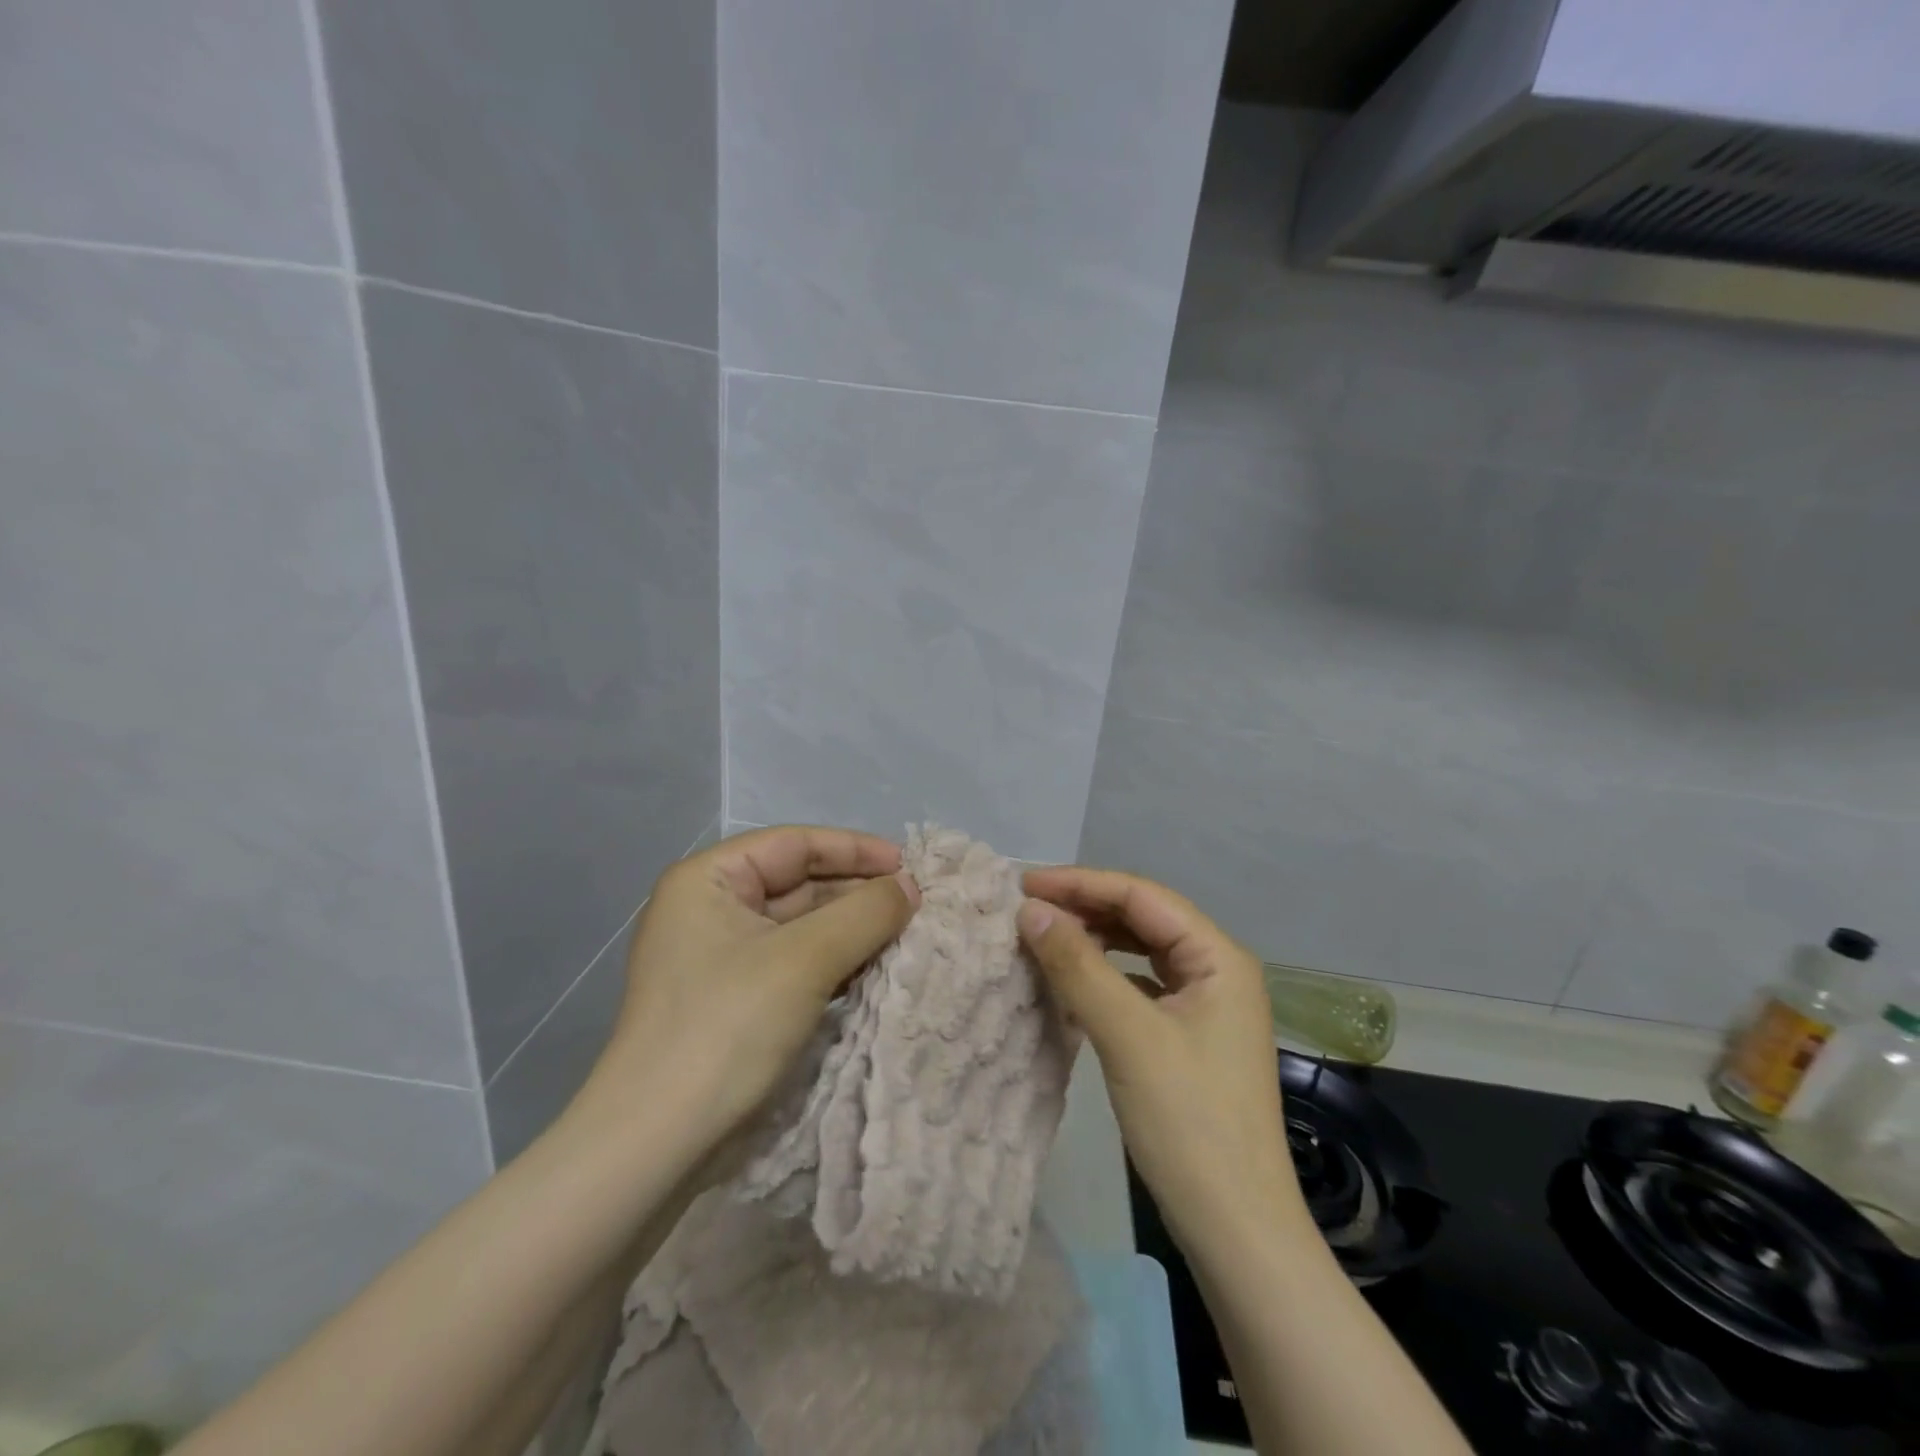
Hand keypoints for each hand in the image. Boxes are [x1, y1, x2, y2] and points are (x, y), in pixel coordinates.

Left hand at [583, 826, 918, 1173]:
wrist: (657, 1143)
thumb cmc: (728, 1026)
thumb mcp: (805, 959)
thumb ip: (865, 912)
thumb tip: (910, 886)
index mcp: (709, 880)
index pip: (795, 845)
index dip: (856, 850)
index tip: (910, 865)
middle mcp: (711, 909)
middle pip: (799, 884)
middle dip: (858, 893)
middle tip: (918, 905)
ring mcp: (721, 958)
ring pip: (801, 927)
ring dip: (852, 930)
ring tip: (907, 935)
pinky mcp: (734, 1000)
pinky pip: (794, 964)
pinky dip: (834, 964)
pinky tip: (874, 971)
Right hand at [1017, 867, 1303, 1249]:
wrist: (1236, 1229)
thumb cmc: (1188, 1122)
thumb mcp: (1127, 1035)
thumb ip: (1077, 965)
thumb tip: (1028, 910)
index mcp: (1218, 956)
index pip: (1141, 896)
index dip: (1081, 884)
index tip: (1023, 884)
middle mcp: (1217, 969)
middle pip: (1143, 918)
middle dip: (1085, 908)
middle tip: (1026, 909)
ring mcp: (1206, 1004)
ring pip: (1140, 951)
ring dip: (1093, 939)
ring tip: (1042, 936)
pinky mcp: (1189, 1035)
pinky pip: (1140, 985)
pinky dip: (1104, 976)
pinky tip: (1072, 981)